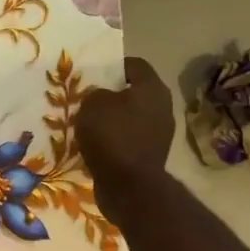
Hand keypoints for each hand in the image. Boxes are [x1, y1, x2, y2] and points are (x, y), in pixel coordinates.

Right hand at [78, 56, 176, 229]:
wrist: (128, 186)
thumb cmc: (112, 136)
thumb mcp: (92, 104)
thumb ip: (95, 93)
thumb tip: (101, 98)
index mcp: (152, 88)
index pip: (134, 64)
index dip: (113, 65)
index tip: (93, 72)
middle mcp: (162, 107)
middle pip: (134, 92)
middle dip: (111, 93)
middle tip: (87, 97)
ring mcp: (160, 133)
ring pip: (131, 116)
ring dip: (112, 118)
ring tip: (88, 122)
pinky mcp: (151, 154)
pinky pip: (129, 138)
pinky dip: (114, 139)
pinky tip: (95, 144)